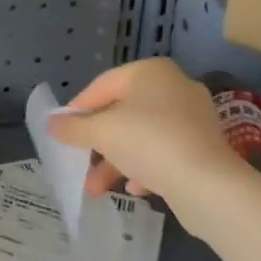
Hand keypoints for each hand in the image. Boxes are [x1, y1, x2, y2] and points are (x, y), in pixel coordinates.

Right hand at [47, 57, 242, 203]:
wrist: (209, 186)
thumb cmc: (148, 142)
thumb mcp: (102, 132)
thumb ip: (74, 127)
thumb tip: (50, 123)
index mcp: (150, 72)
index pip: (103, 85)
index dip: (79, 108)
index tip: (62, 130)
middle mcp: (174, 87)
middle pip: (123, 112)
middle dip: (98, 141)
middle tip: (79, 159)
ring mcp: (193, 118)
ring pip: (143, 135)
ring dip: (117, 160)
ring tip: (96, 188)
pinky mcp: (204, 148)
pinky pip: (165, 152)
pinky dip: (145, 168)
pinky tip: (134, 189)